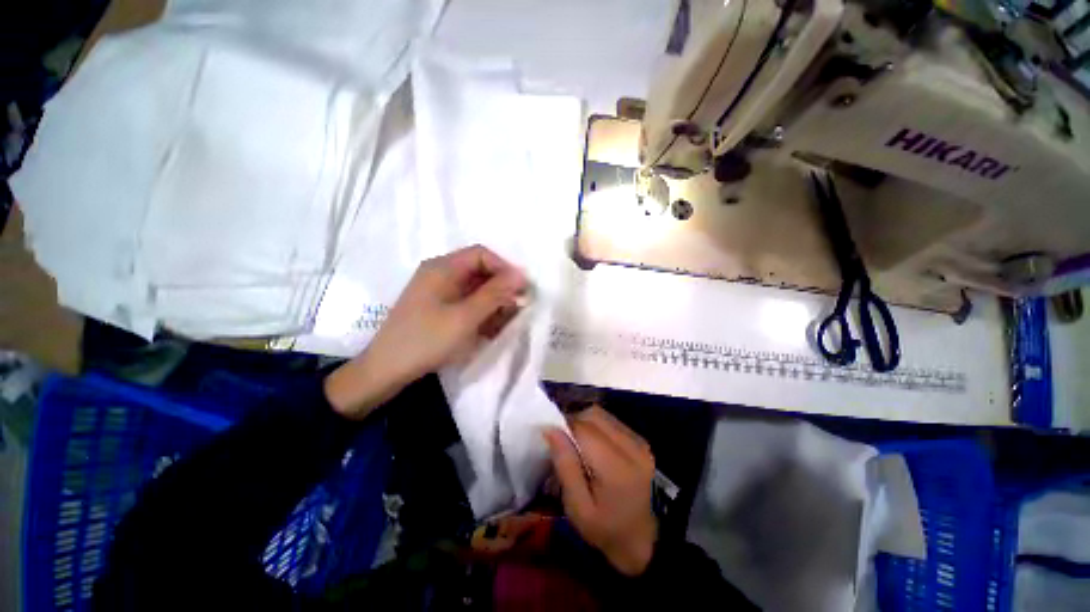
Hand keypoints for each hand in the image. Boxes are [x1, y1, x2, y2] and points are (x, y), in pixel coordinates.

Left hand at [325, 245, 526, 418]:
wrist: (386, 370)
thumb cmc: (427, 340)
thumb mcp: (465, 317)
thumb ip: (495, 294)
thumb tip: (521, 275)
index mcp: (443, 268)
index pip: (482, 255)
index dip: (505, 268)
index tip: (521, 289)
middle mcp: (440, 274)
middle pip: (479, 271)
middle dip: (500, 289)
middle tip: (516, 309)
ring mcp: (438, 291)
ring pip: (475, 289)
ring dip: (493, 303)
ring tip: (502, 324)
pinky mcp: (438, 307)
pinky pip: (466, 302)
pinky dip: (480, 313)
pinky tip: (488, 329)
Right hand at [545, 407, 657, 575]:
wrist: (642, 540)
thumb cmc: (605, 529)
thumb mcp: (577, 507)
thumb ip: (565, 465)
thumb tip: (550, 429)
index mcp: (617, 468)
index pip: (584, 429)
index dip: (563, 427)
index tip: (551, 438)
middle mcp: (632, 447)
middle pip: (593, 416)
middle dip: (573, 422)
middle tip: (563, 443)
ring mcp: (639, 442)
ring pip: (602, 415)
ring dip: (584, 422)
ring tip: (577, 444)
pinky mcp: (640, 440)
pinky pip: (611, 421)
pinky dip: (596, 426)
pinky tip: (593, 446)